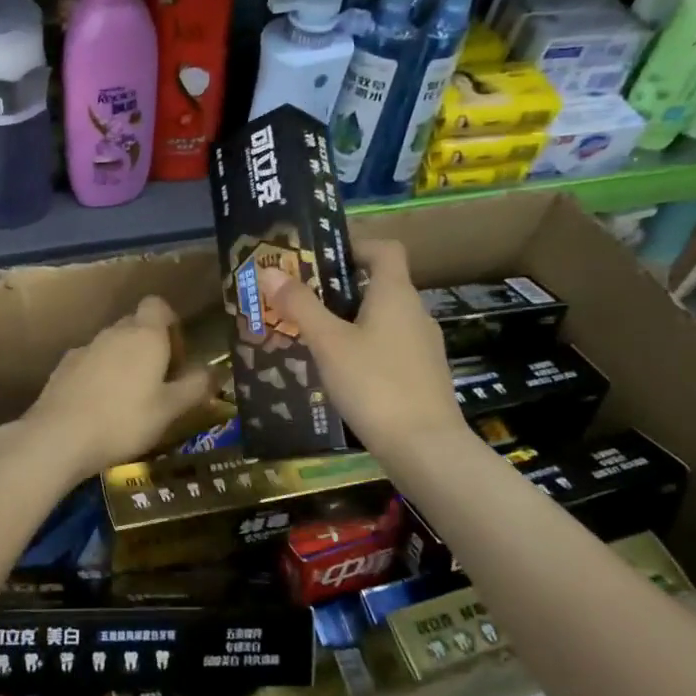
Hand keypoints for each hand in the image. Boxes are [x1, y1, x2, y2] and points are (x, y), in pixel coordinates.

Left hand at [13, 296, 212, 484]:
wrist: (59, 436)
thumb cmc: (125, 421)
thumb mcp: (171, 409)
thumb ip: (196, 386)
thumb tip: (216, 370)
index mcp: (145, 335)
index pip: (158, 305)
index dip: (171, 324)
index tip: (177, 355)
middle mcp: (114, 332)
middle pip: (136, 325)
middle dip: (150, 346)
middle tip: (159, 383)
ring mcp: (85, 347)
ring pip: (112, 345)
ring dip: (124, 362)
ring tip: (130, 400)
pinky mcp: (63, 366)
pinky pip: (90, 362)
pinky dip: (100, 375)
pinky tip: (100, 407)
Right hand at [257, 239, 466, 460]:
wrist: (426, 449)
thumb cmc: (375, 384)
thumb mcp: (328, 343)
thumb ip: (300, 306)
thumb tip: (269, 272)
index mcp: (395, 294)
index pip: (385, 249)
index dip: (355, 246)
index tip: (321, 259)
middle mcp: (415, 313)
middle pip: (379, 284)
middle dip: (339, 289)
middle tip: (301, 302)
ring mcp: (423, 347)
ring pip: (382, 319)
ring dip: (349, 321)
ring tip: (312, 339)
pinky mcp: (423, 376)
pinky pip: (389, 348)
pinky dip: (364, 349)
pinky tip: (339, 374)